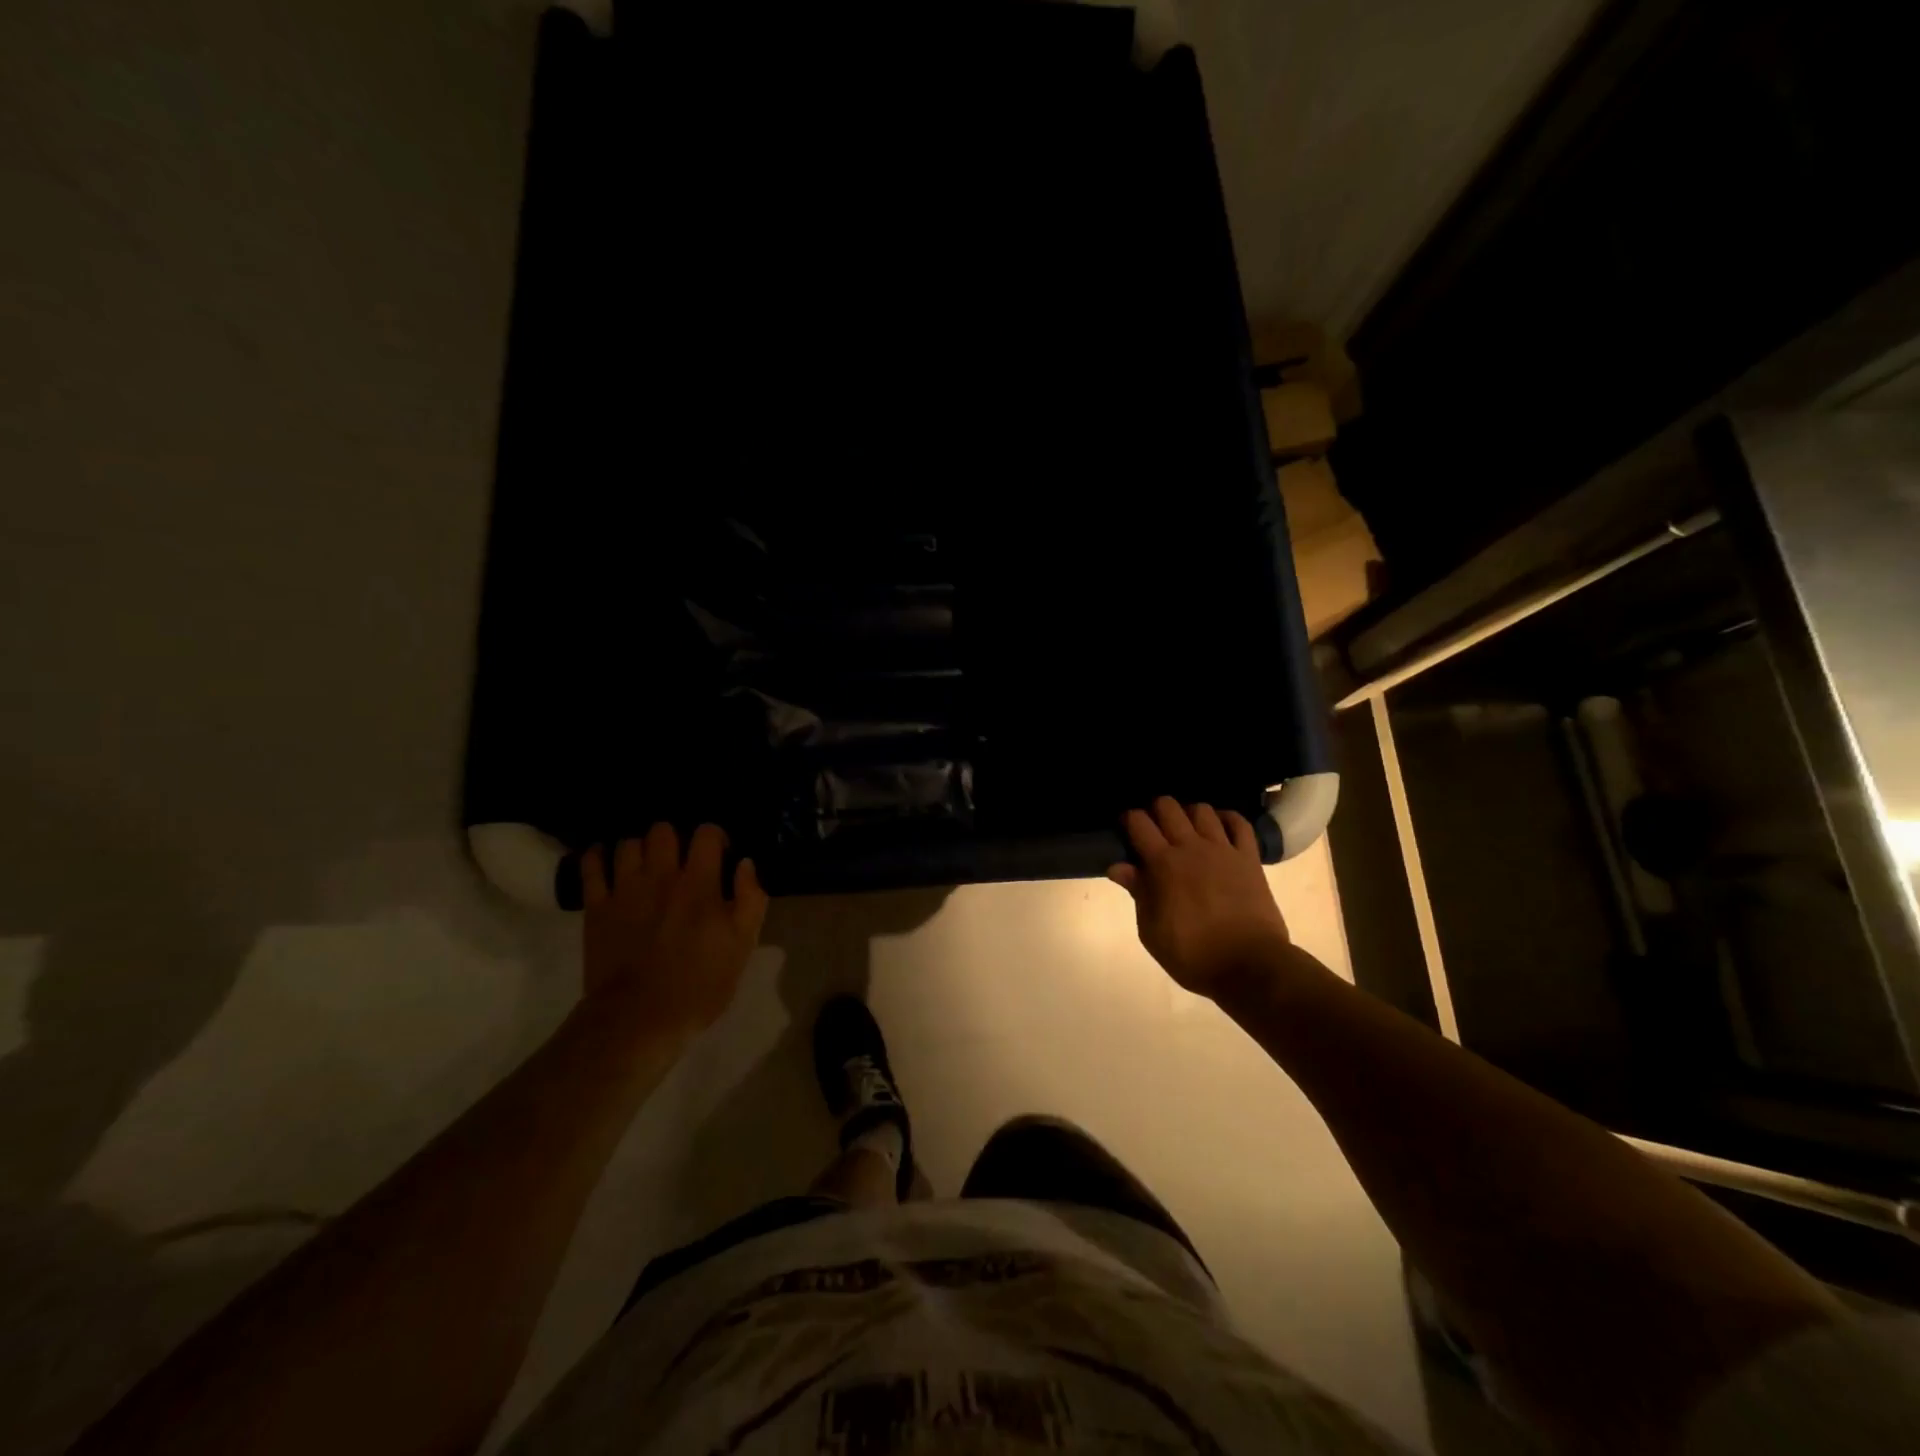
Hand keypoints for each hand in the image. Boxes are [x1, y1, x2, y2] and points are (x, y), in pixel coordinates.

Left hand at [580, 823, 768, 1039]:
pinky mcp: (596, 907)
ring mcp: (624, 889)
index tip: (719, 857)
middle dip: (674, 839)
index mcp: (699, 883)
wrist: (639, 1019)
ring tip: (645, 867)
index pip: (707, 833)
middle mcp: (661, 875)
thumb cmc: (699, 985)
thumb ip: (750, 898)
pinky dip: (597, 857)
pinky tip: (604, 861)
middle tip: (680, 862)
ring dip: (640, 850)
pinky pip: (591, 866)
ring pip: (628, 843)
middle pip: (663, 830)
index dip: (715, 838)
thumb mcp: (742, 945)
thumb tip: (746, 863)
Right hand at [1108, 797, 1290, 998]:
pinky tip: (1219, 827)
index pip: (1139, 823)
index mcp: (1162, 864)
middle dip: (1155, 810)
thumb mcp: (1151, 931)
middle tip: (1153, 829)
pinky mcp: (1249, 858)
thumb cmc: (1192, 954)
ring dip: (1189, 814)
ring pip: (1202, 810)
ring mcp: (1223, 850)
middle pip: (1168, 807)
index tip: (1125, 828)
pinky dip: (1227, 819)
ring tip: (1186, 830)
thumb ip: (1138, 893)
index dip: (1128, 819)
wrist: (1249, 966)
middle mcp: (1191, 847)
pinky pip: (1239, 824)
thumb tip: (1118, 867)